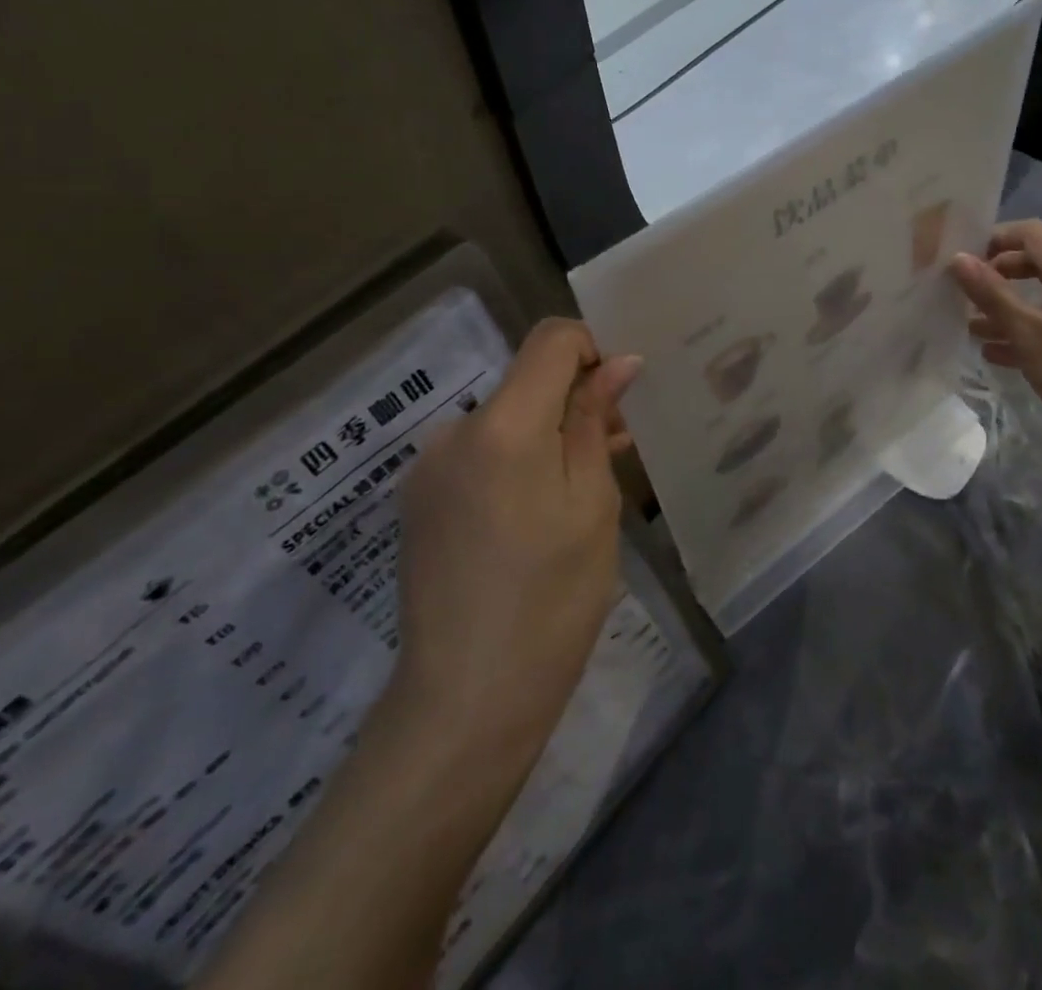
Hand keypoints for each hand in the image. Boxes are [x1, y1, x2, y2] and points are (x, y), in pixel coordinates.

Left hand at [389, 319, 640, 750]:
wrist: (466, 702)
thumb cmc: (552, 599)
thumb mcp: (592, 503)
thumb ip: (594, 422)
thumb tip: (619, 362)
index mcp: (503, 425)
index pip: (550, 339)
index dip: (593, 347)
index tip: (622, 391)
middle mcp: (454, 431)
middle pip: (526, 381)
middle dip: (575, 398)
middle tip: (618, 446)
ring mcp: (428, 467)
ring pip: (504, 420)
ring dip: (547, 434)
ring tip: (585, 484)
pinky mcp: (419, 500)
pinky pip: (479, 454)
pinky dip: (516, 461)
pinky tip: (539, 511)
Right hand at [951, 220, 1041, 462]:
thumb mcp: (1026, 331)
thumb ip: (991, 293)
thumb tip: (958, 258)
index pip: (1032, 234)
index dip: (996, 238)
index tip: (964, 260)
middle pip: (1034, 265)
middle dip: (996, 275)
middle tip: (964, 293)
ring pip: (1038, 300)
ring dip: (1004, 309)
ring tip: (970, 327)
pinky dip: (1020, 334)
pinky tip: (993, 354)